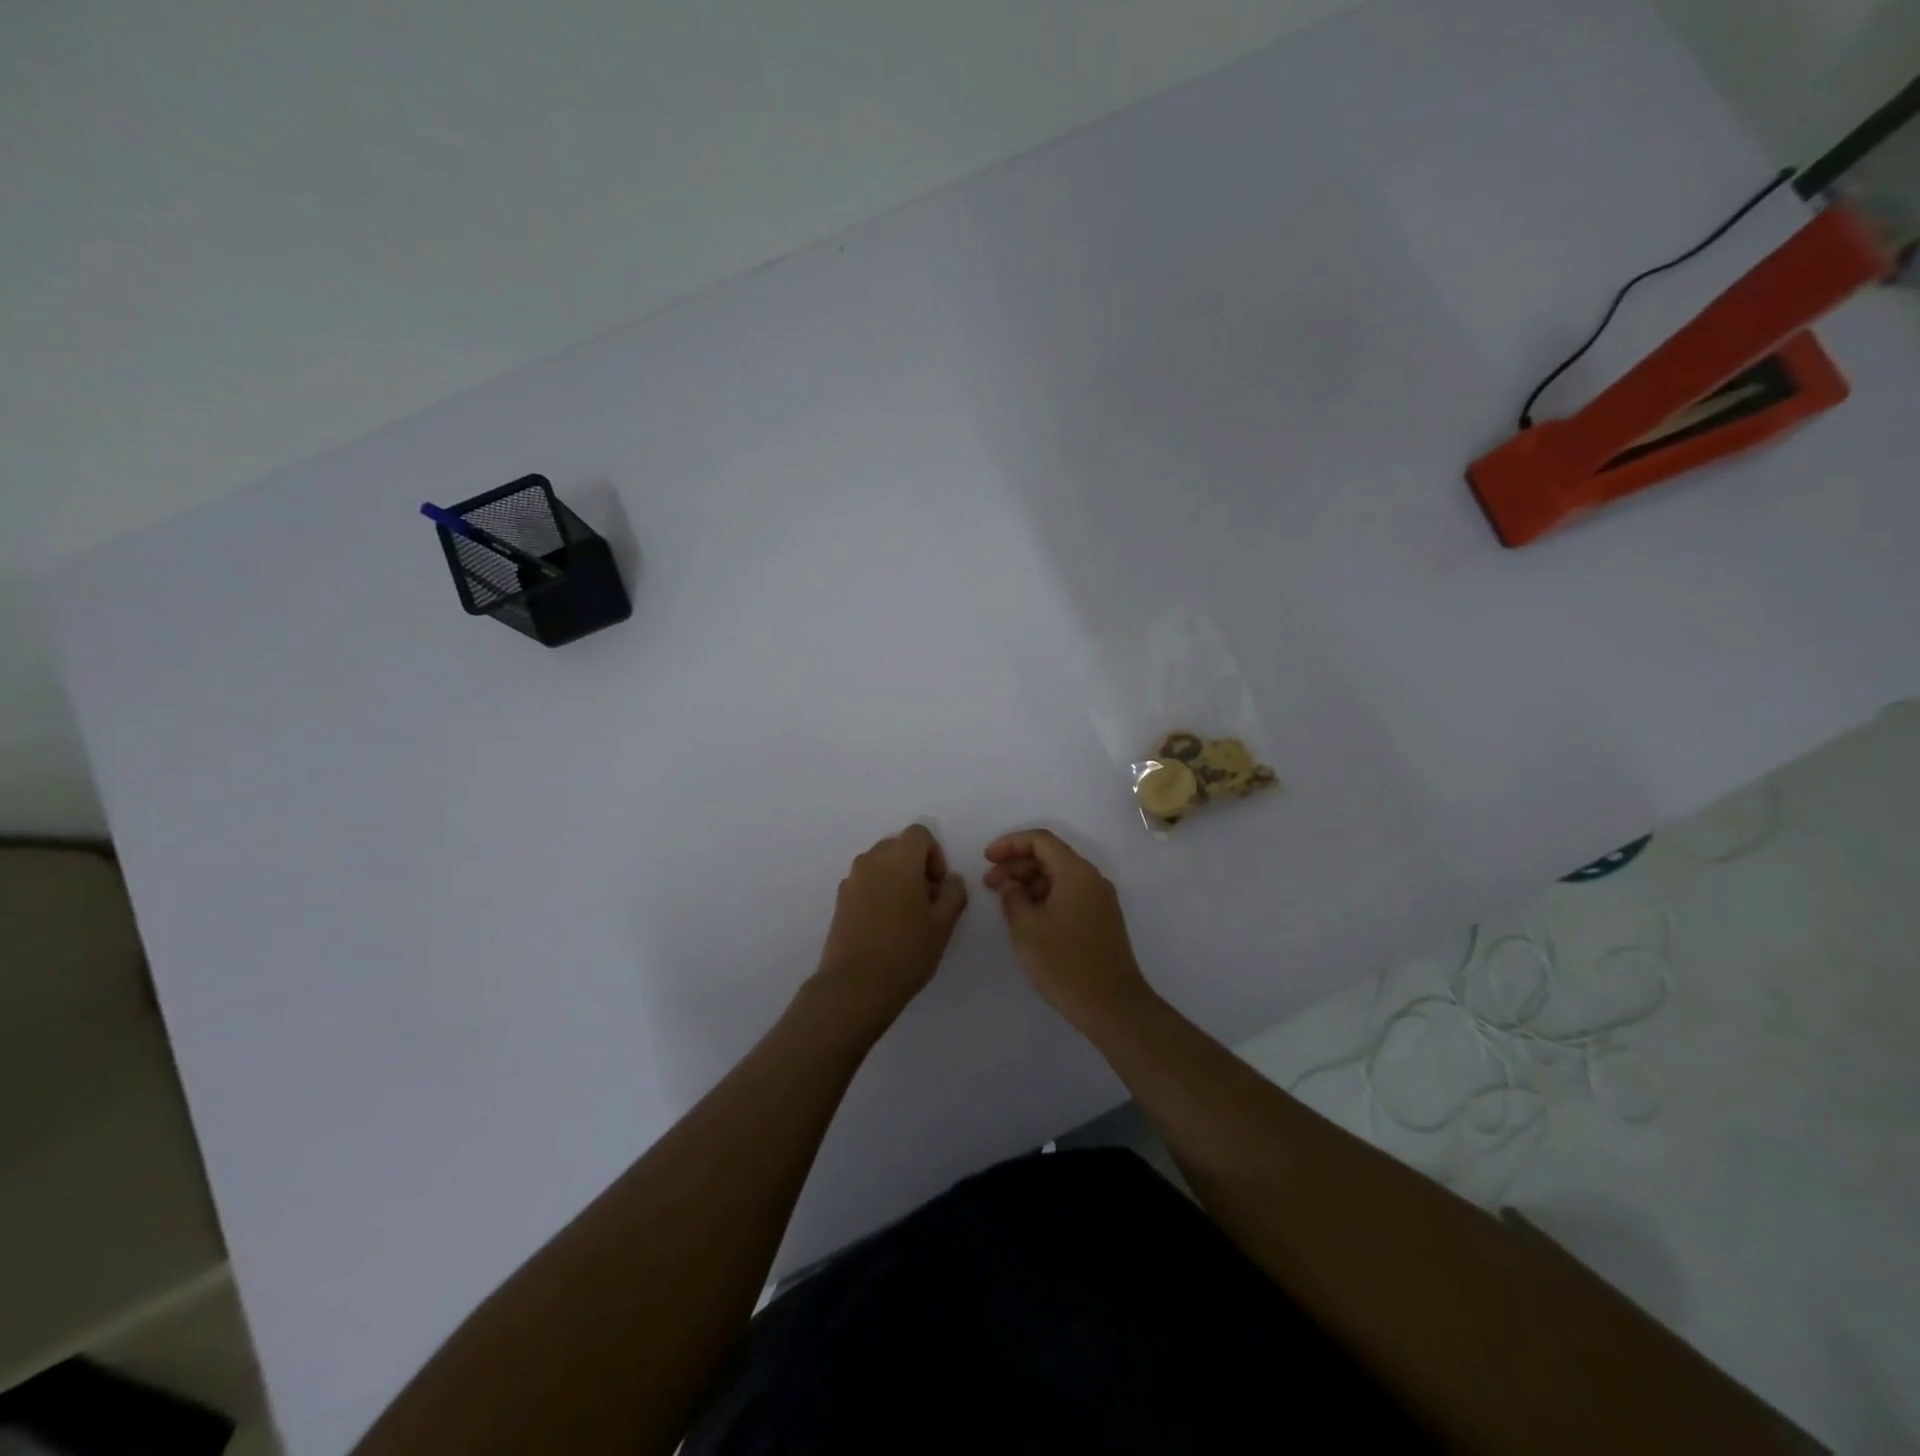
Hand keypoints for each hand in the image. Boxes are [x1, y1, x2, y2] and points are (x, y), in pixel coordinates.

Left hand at [810, 824, 968, 1032]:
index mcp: (899, 859)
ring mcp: (852, 879)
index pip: (919, 833)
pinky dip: (879, 891)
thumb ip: (954, 893)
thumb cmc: (906, 951)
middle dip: (916, 865)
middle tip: (927, 901)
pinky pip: (866, 882)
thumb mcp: (943, 924)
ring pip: (880, 864)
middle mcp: (871, 860)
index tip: (938, 886)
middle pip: (898, 846)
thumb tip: (951, 880)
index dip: (935, 854)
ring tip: (907, 916)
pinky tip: (885, 926)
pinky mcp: (840, 900)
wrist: (855, 986)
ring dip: (897, 878)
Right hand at [983, 829, 1153, 1027]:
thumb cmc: (1064, 963)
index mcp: (1076, 872)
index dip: (1010, 844)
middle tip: (989, 883)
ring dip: (1030, 882)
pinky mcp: (1101, 920)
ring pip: (1059, 876)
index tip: (986, 858)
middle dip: (1017, 864)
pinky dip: (1045, 896)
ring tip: (1005, 901)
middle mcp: (1092, 879)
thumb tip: (1011, 886)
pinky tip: (1027, 916)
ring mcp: (1100, 900)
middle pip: (1051, 856)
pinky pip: (1069, 894)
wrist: (1112, 1005)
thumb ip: (1012, 898)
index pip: (1040, 840)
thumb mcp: (1026, 928)